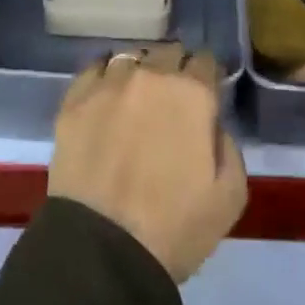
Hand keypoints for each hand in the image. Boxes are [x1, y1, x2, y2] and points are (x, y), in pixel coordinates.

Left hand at [49, 43, 247, 283]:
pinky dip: (103, 78)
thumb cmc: (175, 227)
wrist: (103, 251)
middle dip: (174, 70)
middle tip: (171, 100)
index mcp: (192, 94)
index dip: (207, 76)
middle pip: (167, 53)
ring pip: (129, 58)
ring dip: (138, 72)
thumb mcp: (231, 195)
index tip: (205, 95)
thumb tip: (211, 125)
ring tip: (135, 98)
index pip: (205, 61)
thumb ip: (228, 146)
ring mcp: (107, 85)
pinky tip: (105, 99)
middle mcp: (150, 76)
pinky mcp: (73, 101)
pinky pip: (93, 71)